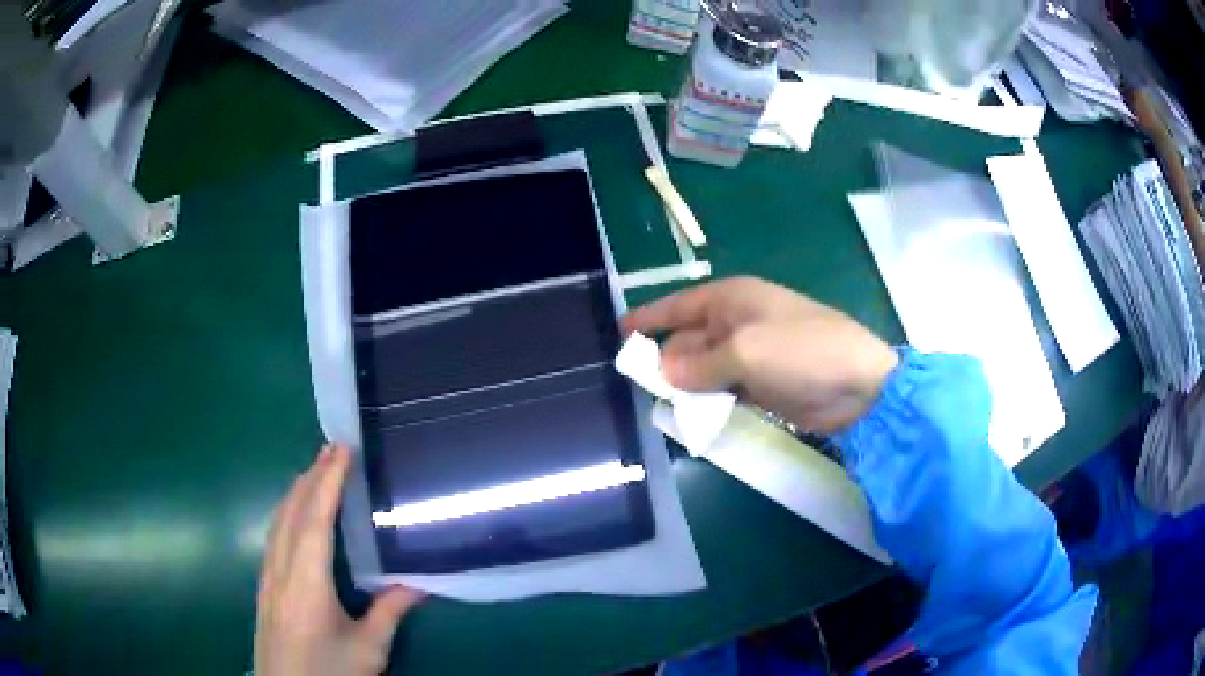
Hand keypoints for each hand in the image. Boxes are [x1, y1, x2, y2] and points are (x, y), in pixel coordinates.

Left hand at [255, 444, 423, 675]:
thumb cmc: (329, 672)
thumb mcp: (367, 649)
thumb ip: (389, 612)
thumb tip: (419, 583)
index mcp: (306, 583)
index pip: (315, 520)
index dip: (328, 482)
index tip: (341, 450)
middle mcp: (280, 572)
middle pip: (291, 513)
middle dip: (310, 477)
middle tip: (332, 449)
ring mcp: (268, 579)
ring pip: (277, 523)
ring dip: (296, 492)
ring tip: (315, 472)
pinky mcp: (265, 589)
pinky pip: (273, 538)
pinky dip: (286, 514)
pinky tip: (294, 517)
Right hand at [622, 276, 898, 432]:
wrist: (859, 385)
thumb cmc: (802, 352)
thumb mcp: (745, 352)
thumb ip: (699, 363)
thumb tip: (663, 371)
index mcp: (732, 299)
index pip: (678, 305)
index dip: (648, 318)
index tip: (619, 334)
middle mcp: (738, 322)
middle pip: (688, 339)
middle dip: (666, 360)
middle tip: (640, 387)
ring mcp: (751, 353)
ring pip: (704, 367)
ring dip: (686, 385)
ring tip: (663, 406)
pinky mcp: (762, 382)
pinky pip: (723, 388)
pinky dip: (708, 400)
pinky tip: (694, 416)